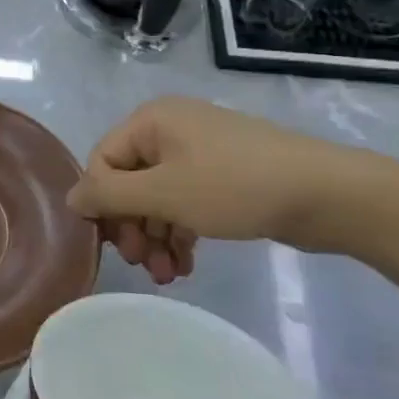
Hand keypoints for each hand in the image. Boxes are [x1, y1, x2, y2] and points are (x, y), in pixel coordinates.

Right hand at [68, 98, 365, 279]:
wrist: (327, 193)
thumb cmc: (234, 186)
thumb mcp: (163, 193)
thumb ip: (109, 196)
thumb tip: (71, 198)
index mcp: (151, 121)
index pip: (102, 162)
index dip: (102, 205)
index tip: (115, 247)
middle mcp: (170, 129)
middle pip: (130, 181)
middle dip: (133, 227)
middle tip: (143, 265)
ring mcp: (200, 151)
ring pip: (159, 196)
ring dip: (157, 237)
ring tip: (168, 276)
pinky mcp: (224, 174)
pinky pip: (187, 201)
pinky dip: (181, 231)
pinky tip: (186, 264)